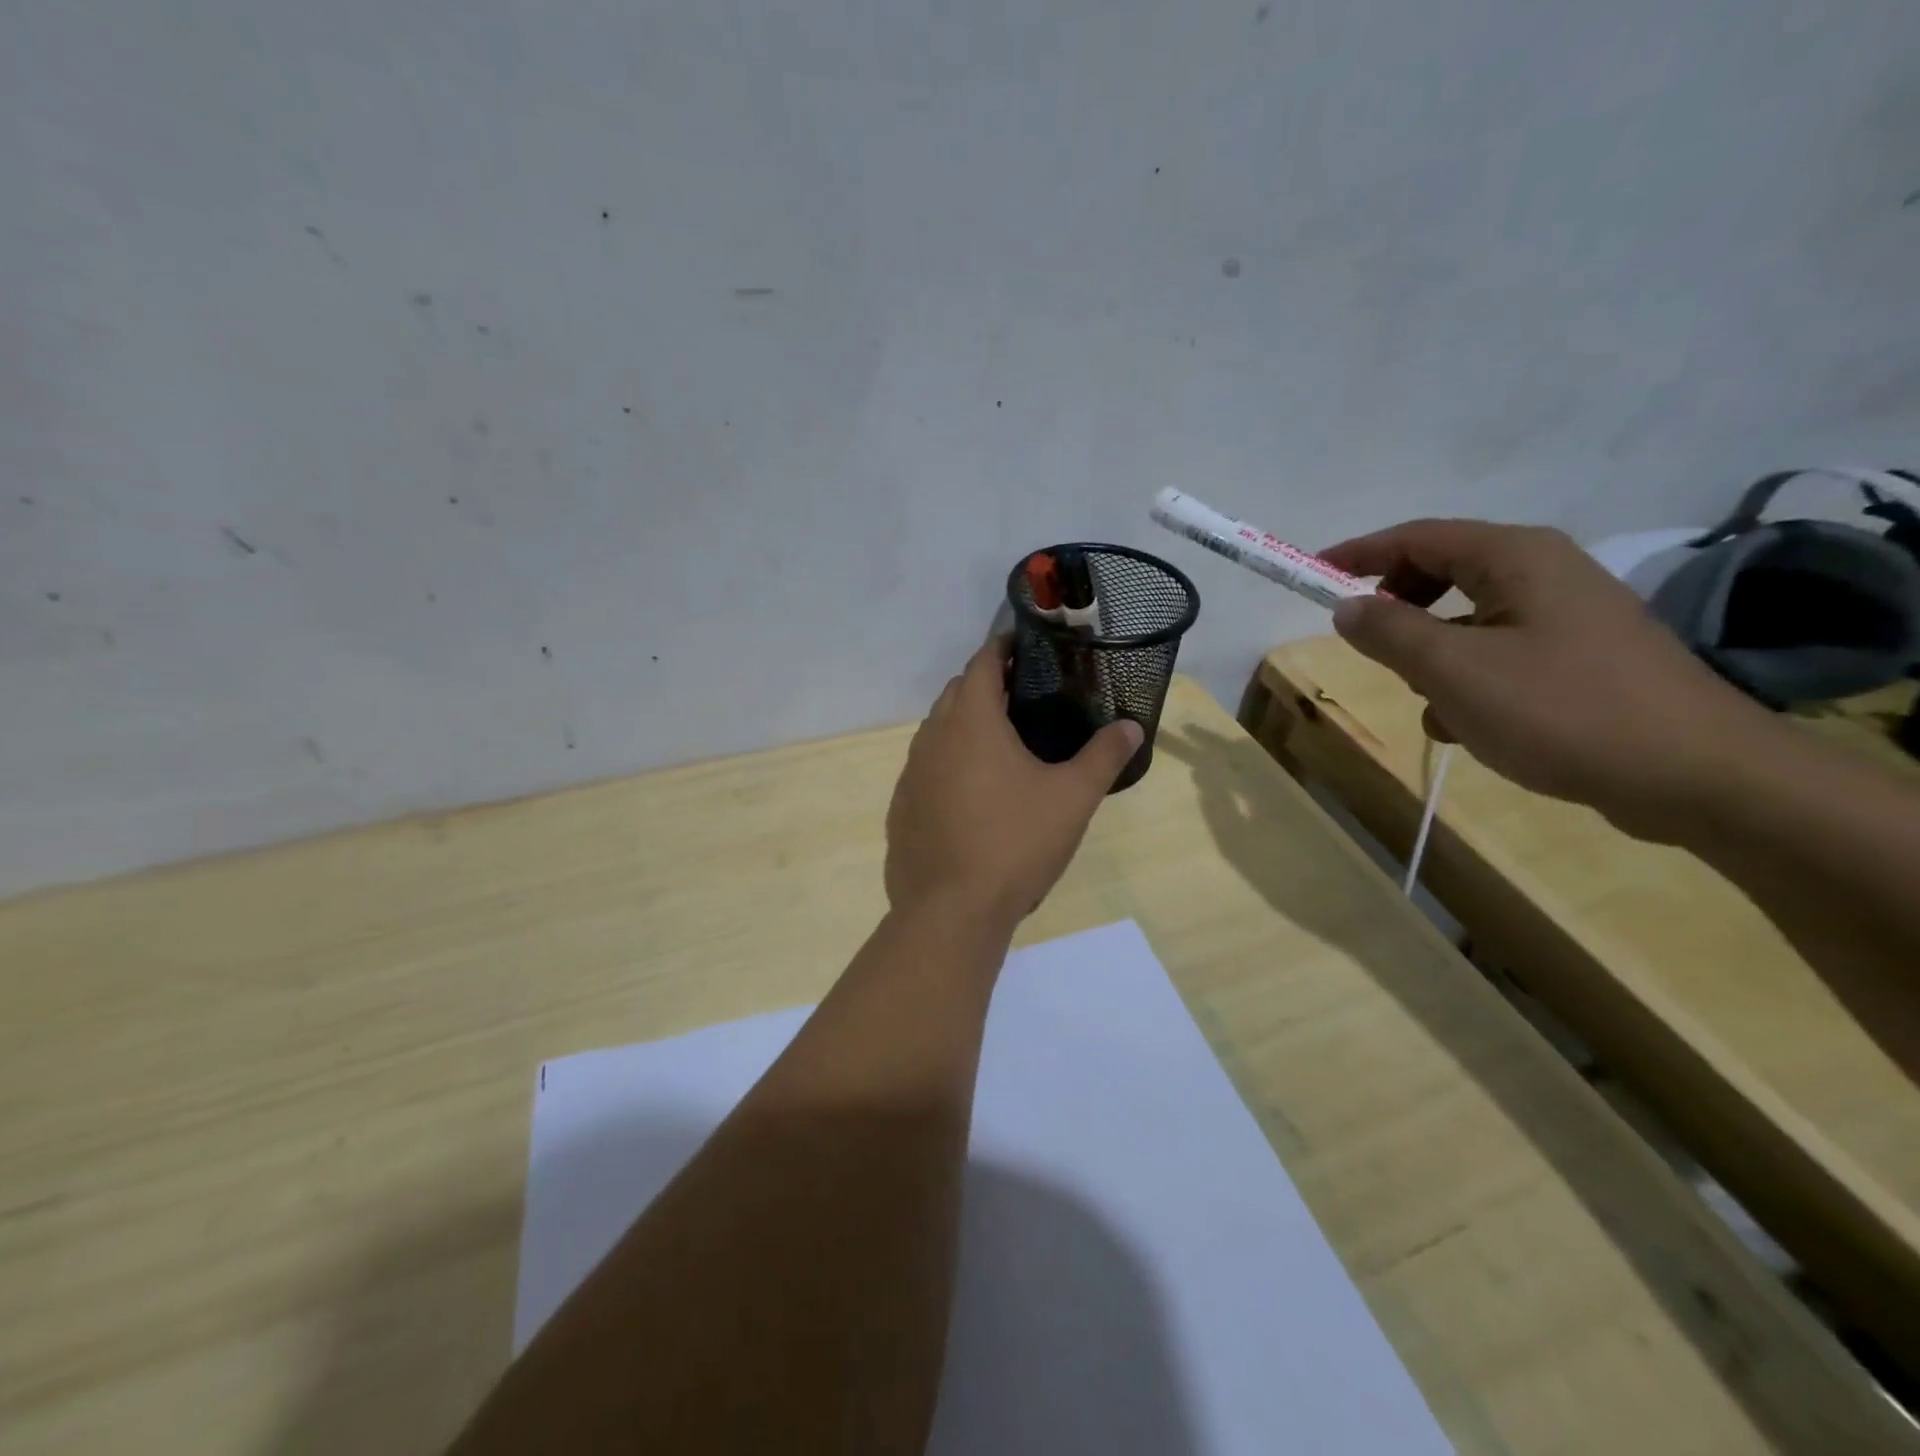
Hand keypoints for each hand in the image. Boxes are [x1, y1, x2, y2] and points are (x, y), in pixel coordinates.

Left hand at [886, 639, 1143, 927]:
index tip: (1026, 647)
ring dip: (964, 723)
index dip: (1003, 648)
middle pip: (957, 693)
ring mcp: (911, 774)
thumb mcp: (1072, 799)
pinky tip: (972, 792)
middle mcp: (932, 738)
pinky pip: (926, 767)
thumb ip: (1103, 757)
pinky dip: (948, 762)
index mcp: (971, 722)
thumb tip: (1131, 727)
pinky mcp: (902, 808)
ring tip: (1000, 742)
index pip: (982, 663)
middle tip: (1024, 696)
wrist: (951, 911)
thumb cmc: (1015, 843)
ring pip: (937, 730)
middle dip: (986, 684)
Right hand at [1320, 520, 1772, 841]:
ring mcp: (1567, 615)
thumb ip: (1389, 632)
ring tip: (1426, 700)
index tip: (1312, 576)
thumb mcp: (1453, 670)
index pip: (1418, 536)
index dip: (1359, 553)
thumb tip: (1346, 606)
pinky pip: (1497, 651)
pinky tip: (1468, 724)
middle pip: (1443, 572)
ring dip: (1431, 653)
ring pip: (1467, 618)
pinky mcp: (1580, 657)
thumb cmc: (1561, 709)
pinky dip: (1467, 678)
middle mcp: (1544, 572)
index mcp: (1516, 558)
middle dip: (1397, 607)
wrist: (1694, 775)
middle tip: (1367, 643)